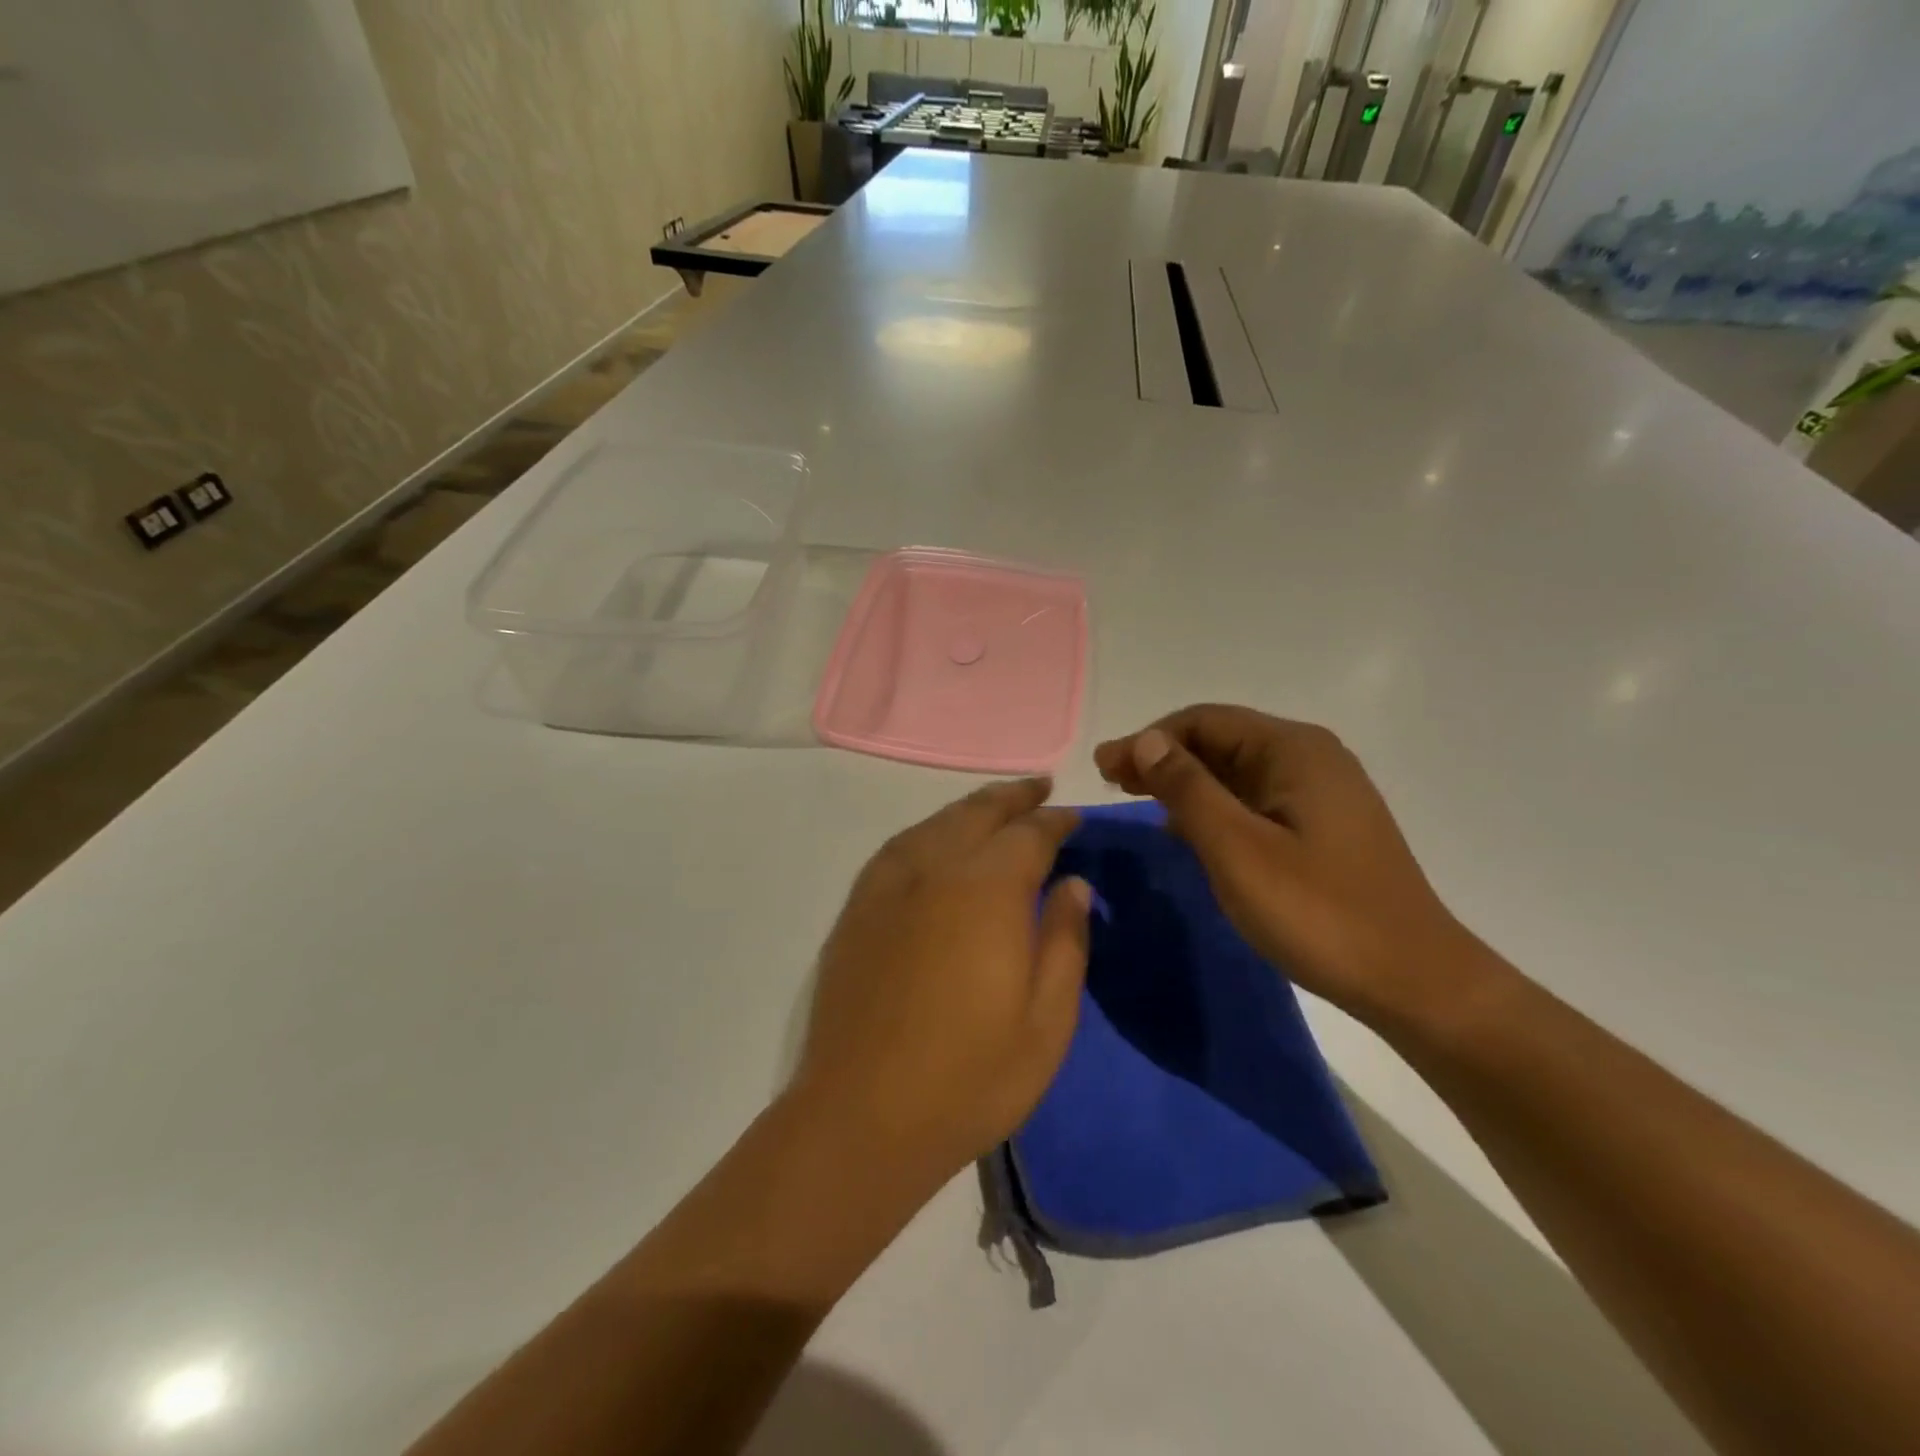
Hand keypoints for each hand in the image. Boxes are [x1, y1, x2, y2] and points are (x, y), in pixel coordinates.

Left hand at [790, 779, 1090, 1185]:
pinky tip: (935, 840)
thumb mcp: (1046, 1021)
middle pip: (978, 813)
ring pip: (935, 823)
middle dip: (1013, 798)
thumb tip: (1074, 883)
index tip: (1074, 818)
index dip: (1056, 821)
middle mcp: (934, 869)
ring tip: (995, 806)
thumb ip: (1064, 941)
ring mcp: (888, 885)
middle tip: (1039, 787)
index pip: (1029, 834)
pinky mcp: (857, 908)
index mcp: (987, 890)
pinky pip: (899, 847)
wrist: (861, 1116)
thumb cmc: (970, 1077)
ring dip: (970, 808)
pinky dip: (928, 830)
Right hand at [1095, 705, 1482, 1027]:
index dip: (1148, 740)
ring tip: (1138, 799)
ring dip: (1185, 782)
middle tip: (1110, 781)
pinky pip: (1254, 799)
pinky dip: (1213, 806)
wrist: (1412, 981)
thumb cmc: (1318, 912)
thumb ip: (1188, 789)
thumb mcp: (1238, 849)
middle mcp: (1310, 758)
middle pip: (1220, 740)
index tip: (1104, 768)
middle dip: (1162, 757)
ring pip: (1236, 772)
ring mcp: (1320, 793)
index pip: (1204, 721)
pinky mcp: (1322, 826)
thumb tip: (1148, 741)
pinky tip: (1187, 829)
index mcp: (1293, 750)